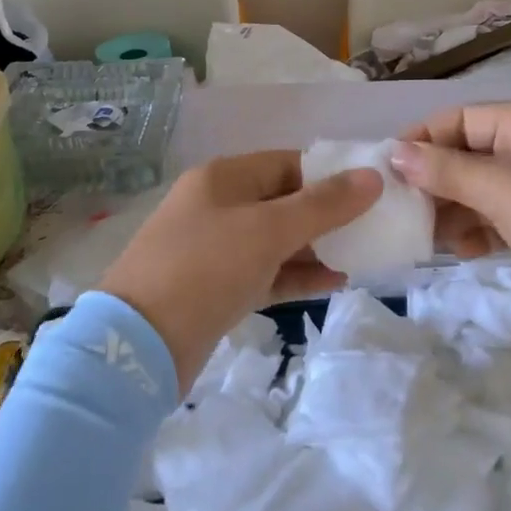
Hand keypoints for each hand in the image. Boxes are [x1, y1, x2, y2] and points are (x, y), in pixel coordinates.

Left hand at [98, 152, 383, 393]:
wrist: (138, 347)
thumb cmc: (206, 268)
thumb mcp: (269, 230)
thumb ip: (324, 204)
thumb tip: (372, 176)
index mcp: (223, 178)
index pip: (286, 163)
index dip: (328, 174)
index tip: (369, 190)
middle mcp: (217, 205)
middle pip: (282, 201)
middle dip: (326, 214)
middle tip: (371, 228)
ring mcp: (213, 249)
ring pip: (275, 239)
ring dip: (315, 247)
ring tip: (361, 257)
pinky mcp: (215, 288)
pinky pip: (265, 272)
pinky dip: (296, 275)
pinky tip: (334, 283)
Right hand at [392, 101, 510, 342]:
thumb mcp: (502, 190)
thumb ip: (446, 170)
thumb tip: (395, 152)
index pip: (459, 119)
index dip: (421, 141)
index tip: (387, 171)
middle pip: (469, 153)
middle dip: (436, 181)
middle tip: (403, 210)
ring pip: (483, 187)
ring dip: (454, 209)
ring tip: (427, 237)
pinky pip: (503, 215)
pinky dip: (480, 228)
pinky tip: (461, 251)